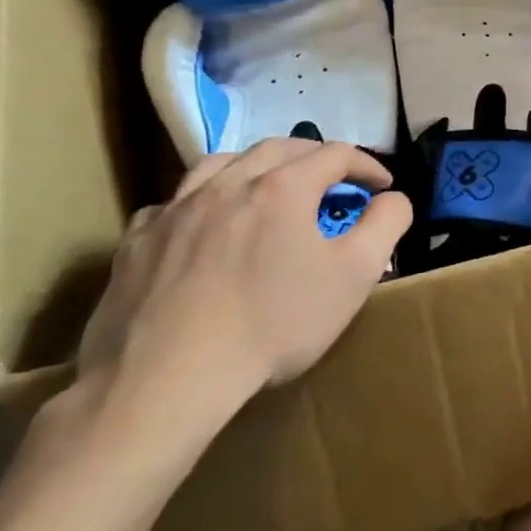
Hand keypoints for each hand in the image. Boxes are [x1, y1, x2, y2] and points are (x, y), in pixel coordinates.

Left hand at [78, 139, 412, 408]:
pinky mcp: (136, 244)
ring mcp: (176, 210)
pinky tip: (201, 226)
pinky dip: (197, 204)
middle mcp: (228, 183)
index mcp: (283, 187)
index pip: (335, 154)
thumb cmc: (272, 324)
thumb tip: (393, 198)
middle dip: (313, 157)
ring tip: (264, 188)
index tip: (381, 185)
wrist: (164, 381)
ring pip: (219, 163)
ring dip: (252, 166)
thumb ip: (386, 225)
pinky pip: (171, 204)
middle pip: (278, 148)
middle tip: (330, 181)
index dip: (366, 164)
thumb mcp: (354, 276)